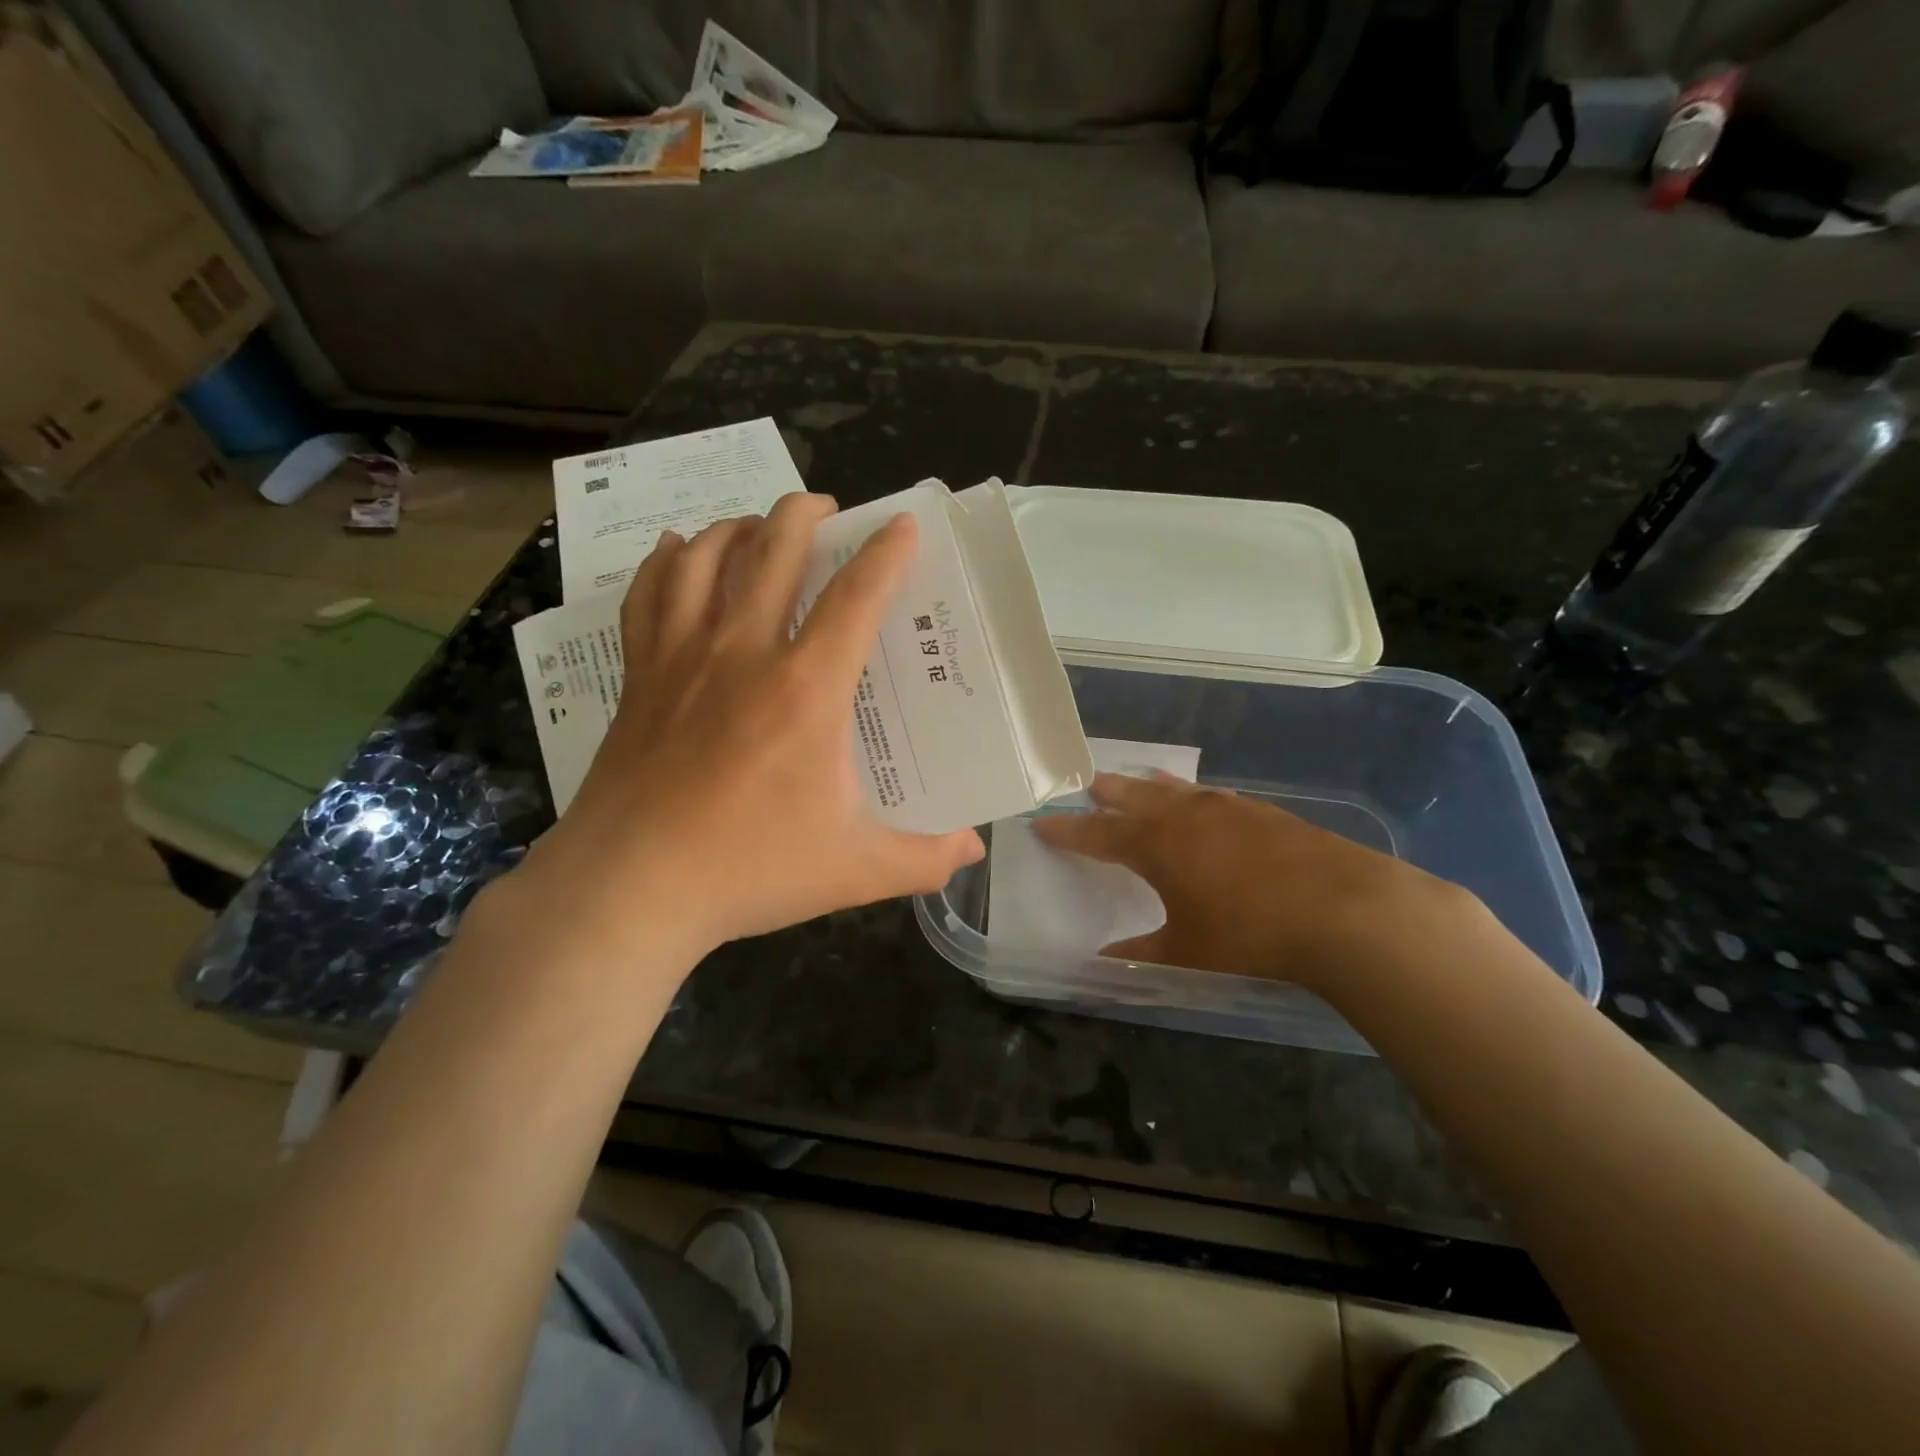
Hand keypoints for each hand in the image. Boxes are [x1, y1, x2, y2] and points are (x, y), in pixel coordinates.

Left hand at [514, 493, 984, 963]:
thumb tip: (974, 851)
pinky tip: (677, 550)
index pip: (856, 597)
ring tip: (758, 526)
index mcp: (806, 688)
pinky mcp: (640, 677)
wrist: (630, 887)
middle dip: (804, 513)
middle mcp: (743, 652)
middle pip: (773, 550)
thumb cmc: (749, 869)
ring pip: (705, 558)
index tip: (903, 526)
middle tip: (826, 509)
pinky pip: (648, 595)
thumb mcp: (855, 870)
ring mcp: (682, 658)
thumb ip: (924, 858)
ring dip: (737, 527)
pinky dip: (666, 562)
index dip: (886, 554)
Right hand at [1032, 773, 1474, 993]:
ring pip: (1177, 790)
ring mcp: (1228, 809)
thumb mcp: (1186, 953)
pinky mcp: (1265, 813)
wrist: (1345, 910)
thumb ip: (1140, 953)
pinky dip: (1195, 795)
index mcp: (1156, 845)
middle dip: (1109, 794)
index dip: (1068, 831)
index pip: (1097, 834)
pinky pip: (1214, 796)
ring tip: (1140, 779)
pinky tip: (1206, 802)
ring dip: (1152, 787)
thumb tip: (1100, 961)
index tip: (1042, 823)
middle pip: (1135, 797)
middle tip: (1090, 784)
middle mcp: (1186, 816)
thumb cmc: (1250, 933)